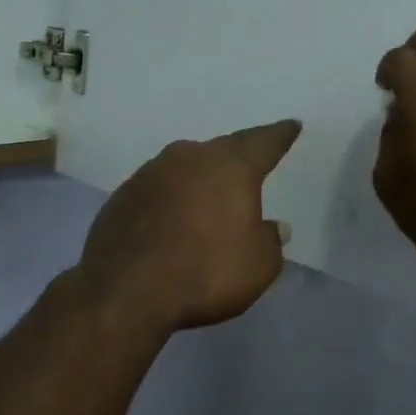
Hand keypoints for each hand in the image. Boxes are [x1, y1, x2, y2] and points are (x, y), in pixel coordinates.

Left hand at [73, 120, 302, 334]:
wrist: (124, 289)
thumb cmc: (204, 272)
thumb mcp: (258, 266)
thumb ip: (270, 241)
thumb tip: (273, 227)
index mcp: (231, 166)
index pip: (264, 142)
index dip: (280, 135)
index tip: (291, 125)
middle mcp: (191, 156)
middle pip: (222, 150)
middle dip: (238, 158)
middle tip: (249, 164)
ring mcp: (152, 171)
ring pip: (186, 166)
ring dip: (200, 177)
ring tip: (209, 195)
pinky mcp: (124, 193)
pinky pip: (159, 188)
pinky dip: (171, 197)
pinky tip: (172, 218)